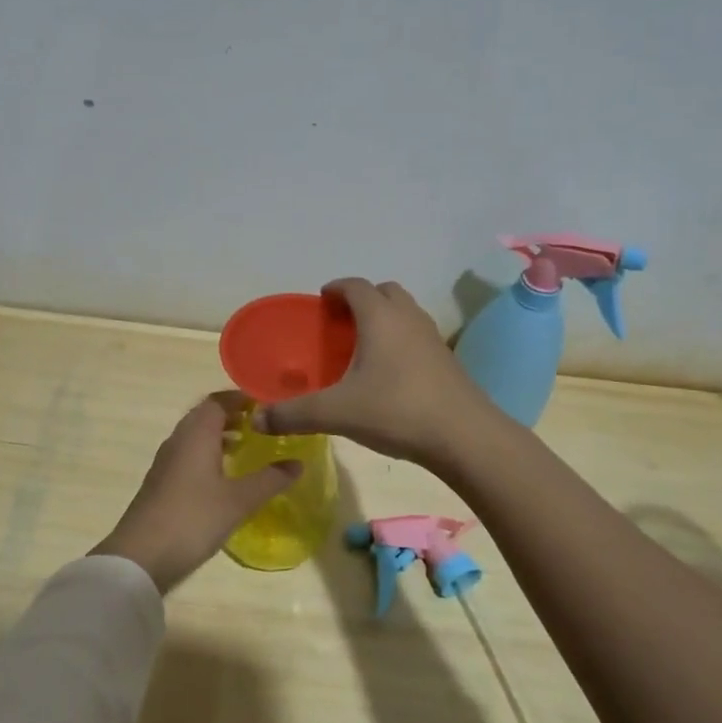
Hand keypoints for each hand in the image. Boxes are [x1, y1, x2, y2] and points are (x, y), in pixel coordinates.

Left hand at [93, 394, 300, 593]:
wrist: (140, 557)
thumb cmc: (193, 519)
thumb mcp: (239, 501)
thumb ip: (270, 479)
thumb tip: (298, 463)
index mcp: (196, 434)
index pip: (218, 400)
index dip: (242, 398)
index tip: (268, 405)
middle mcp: (179, 440)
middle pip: (205, 416)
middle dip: (233, 416)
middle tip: (262, 426)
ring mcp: (166, 462)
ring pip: (195, 436)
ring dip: (220, 436)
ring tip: (247, 449)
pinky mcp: (161, 483)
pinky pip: (188, 456)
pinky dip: (208, 455)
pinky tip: (224, 478)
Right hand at [255, 278, 494, 466]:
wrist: (464, 436)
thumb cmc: (396, 411)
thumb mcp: (336, 413)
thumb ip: (293, 414)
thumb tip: (257, 420)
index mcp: (380, 317)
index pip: (355, 286)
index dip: (336, 289)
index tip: (321, 301)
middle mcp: (408, 318)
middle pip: (384, 292)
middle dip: (362, 299)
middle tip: (341, 323)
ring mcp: (432, 337)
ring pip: (405, 312)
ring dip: (384, 318)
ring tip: (363, 346)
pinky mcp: (447, 359)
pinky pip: (417, 335)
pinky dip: (400, 340)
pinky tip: (390, 372)